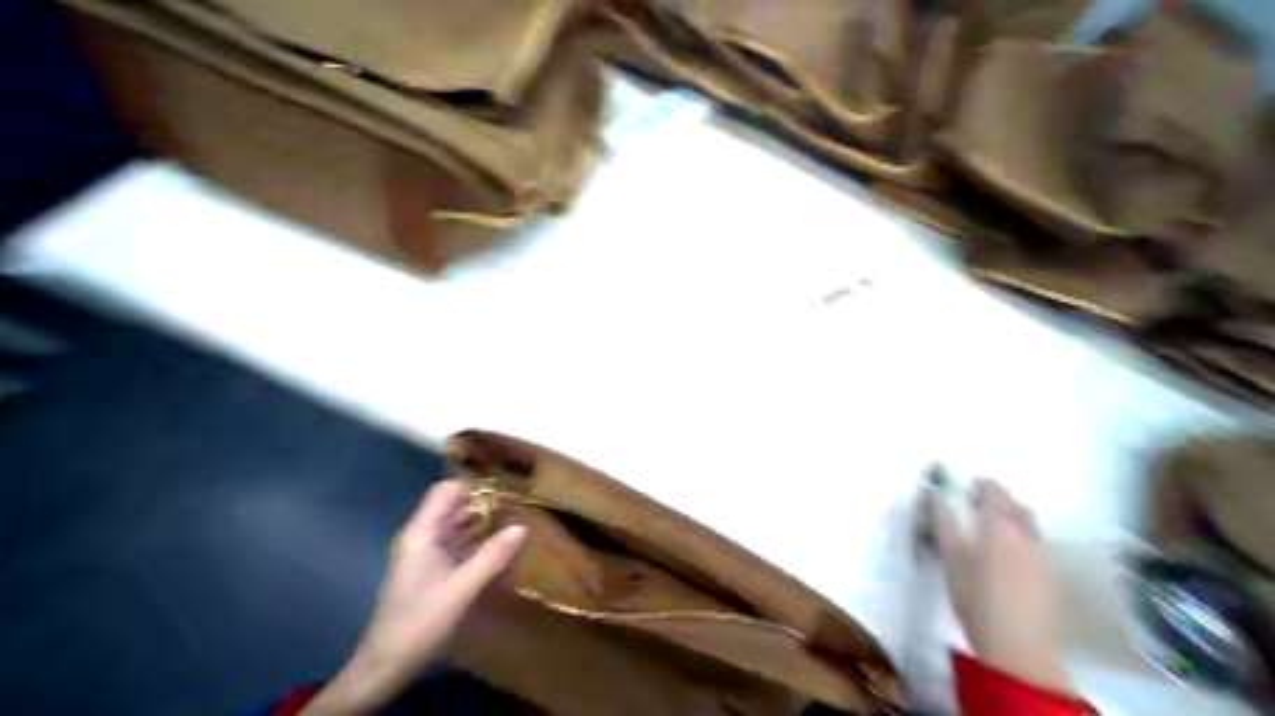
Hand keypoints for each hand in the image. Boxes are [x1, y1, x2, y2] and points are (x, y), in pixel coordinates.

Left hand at [303, 478, 521, 713]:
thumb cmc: (419, 623)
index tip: (501, 491)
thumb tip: (522, 527)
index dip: (472, 486)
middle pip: (454, 505)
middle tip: (514, 507)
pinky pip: (457, 541)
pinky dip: (475, 539)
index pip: (446, 491)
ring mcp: (425, 551)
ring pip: (457, 523)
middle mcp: (422, 535)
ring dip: (482, 521)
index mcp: (422, 532)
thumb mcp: (462, 588)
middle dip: (483, 503)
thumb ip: (493, 555)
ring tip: (511, 522)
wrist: (383, 670)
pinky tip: (496, 546)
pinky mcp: (430, 566)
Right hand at [934, 481, 1068, 694]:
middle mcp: (1026, 539)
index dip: (986, 485)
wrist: (1015, 642)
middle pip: (1019, 510)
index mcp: (999, 529)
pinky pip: (1038, 543)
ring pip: (1033, 527)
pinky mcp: (1050, 577)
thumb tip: (935, 490)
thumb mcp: (949, 551)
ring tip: (998, 515)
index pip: (996, 497)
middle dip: (1003, 497)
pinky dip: (1025, 532)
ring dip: (1016, 514)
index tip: (974, 478)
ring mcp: (1043, 559)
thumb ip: (942, 518)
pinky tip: (1013, 542)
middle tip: (984, 494)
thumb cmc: (972, 591)